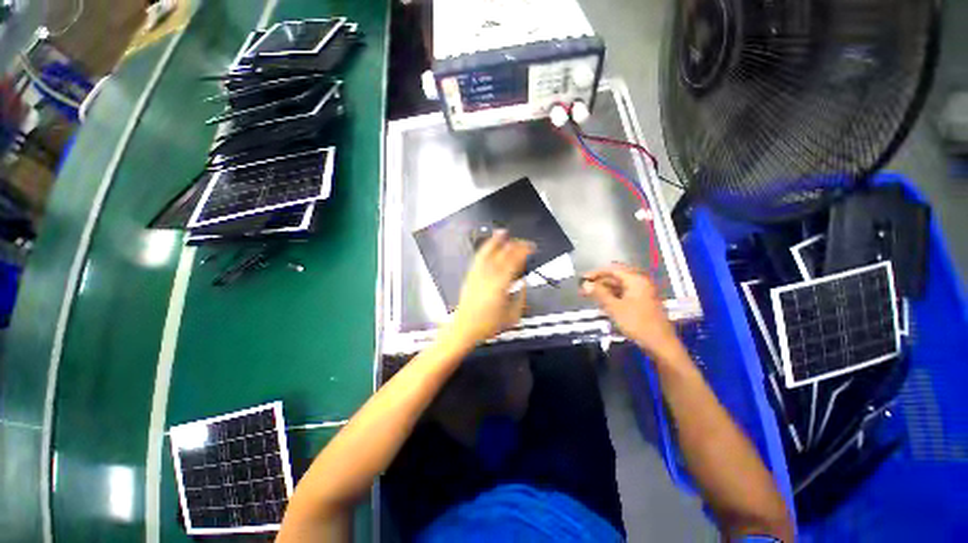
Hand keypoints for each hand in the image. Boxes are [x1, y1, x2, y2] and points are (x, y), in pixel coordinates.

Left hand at [446, 230, 534, 346]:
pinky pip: (478, 258)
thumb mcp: (512, 316)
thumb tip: (525, 285)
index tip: (532, 247)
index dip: (524, 251)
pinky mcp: (471, 276)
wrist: (464, 328)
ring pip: (488, 252)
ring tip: (504, 232)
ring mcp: (478, 274)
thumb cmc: (488, 325)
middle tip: (524, 242)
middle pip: (503, 254)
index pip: (514, 261)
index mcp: (500, 285)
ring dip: (497, 241)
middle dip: (515, 245)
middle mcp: (488, 276)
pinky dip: (485, 248)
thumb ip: (521, 297)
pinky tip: (488, 245)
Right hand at [581, 263, 686, 362]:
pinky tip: (603, 302)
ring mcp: (642, 293)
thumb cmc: (637, 323)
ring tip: (590, 296)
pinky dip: (612, 296)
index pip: (612, 269)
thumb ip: (599, 294)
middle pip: (616, 277)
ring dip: (604, 290)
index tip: (582, 279)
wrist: (660, 343)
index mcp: (635, 280)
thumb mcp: (614, 308)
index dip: (596, 273)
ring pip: (619, 286)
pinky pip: (624, 294)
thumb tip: (585, 284)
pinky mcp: (642, 302)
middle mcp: (640, 283)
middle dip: (599, 282)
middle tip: (584, 289)